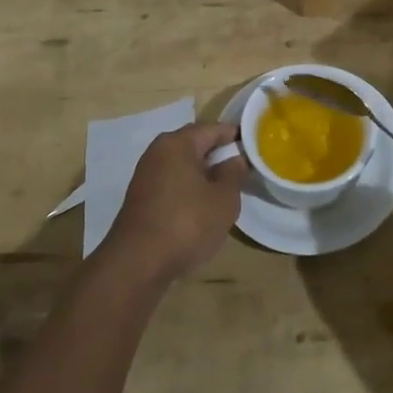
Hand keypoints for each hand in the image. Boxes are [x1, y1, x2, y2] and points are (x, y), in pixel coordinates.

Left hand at [102, 122, 248, 283]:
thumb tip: (235, 158)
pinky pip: (172, 183)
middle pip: (195, 145)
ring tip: (226, 190)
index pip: (213, 129)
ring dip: (204, 174)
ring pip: (183, 166)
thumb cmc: (187, 223)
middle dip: (219, 155)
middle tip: (243, 169)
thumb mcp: (224, 199)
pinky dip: (189, 189)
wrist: (137, 264)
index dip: (236, 136)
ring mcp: (146, 175)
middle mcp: (157, 152)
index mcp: (177, 143)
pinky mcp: (141, 199)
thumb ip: (233, 174)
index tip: (255, 147)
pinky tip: (202, 207)